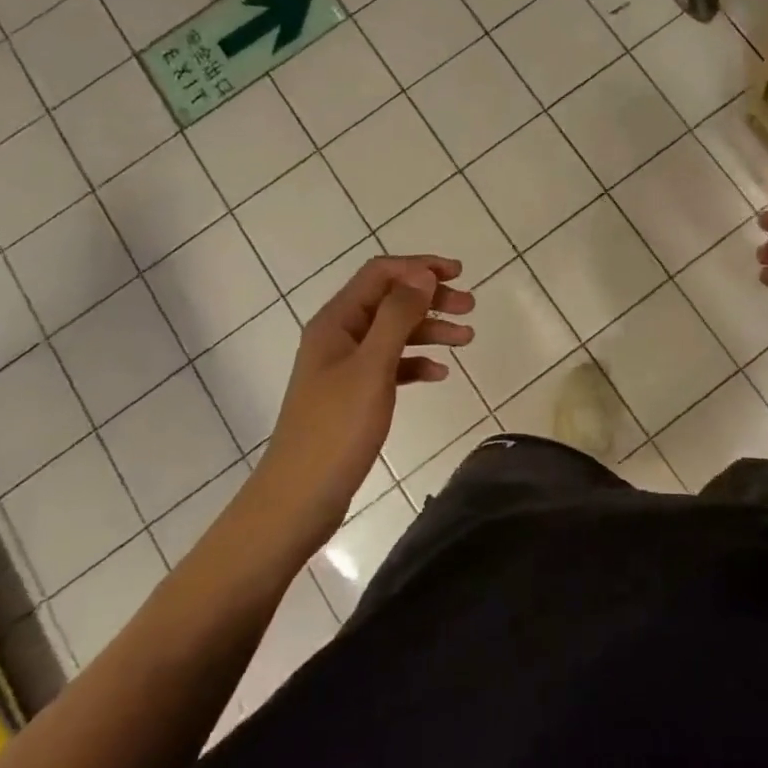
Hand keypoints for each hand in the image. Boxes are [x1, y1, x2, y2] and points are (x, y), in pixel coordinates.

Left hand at [251, 255, 473, 547]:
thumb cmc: (335, 430)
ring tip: (467, 340)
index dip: (419, 267)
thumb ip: (397, 317)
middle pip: (390, 299)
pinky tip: (439, 374)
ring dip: (430, 329)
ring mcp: (345, 366)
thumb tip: (422, 275)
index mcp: (336, 321)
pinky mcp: (353, 394)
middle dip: (431, 298)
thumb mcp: (372, 368)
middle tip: (470, 307)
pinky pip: (391, 365)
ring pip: (394, 332)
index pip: (380, 273)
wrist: (298, 500)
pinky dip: (416, 362)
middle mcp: (339, 335)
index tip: (458, 274)